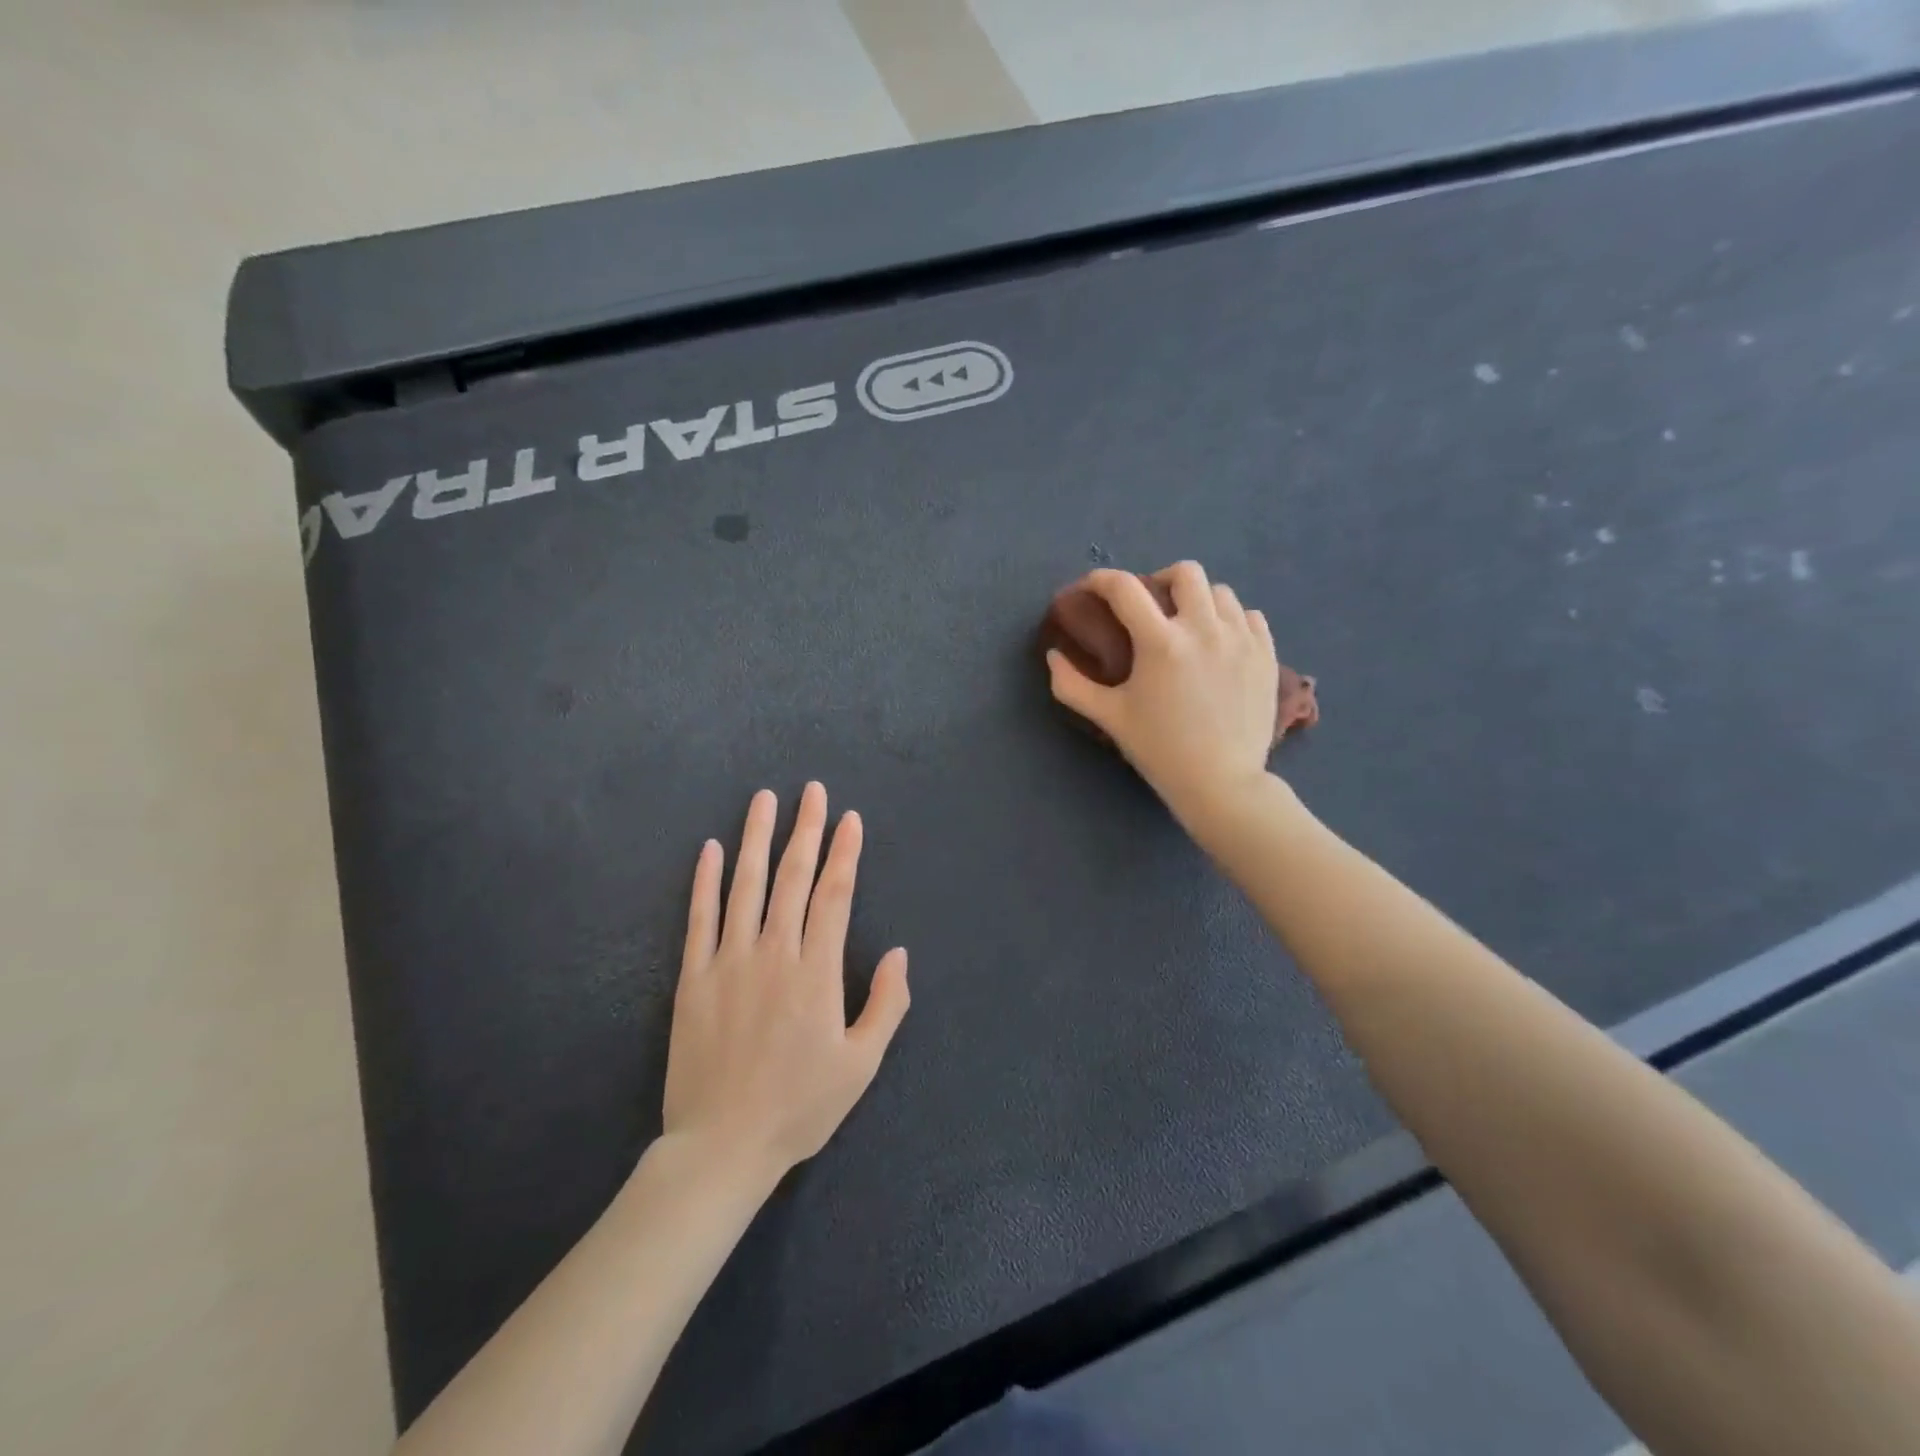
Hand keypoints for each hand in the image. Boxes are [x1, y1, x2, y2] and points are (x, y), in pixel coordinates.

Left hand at [663, 783, 910, 1180]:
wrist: (722, 1146)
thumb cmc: (799, 1107)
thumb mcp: (861, 1066)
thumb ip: (886, 1006)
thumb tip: (899, 953)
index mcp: (816, 972)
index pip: (834, 895)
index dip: (844, 853)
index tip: (850, 819)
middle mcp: (774, 954)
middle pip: (792, 878)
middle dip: (806, 830)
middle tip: (811, 790)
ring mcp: (729, 962)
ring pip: (746, 886)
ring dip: (757, 838)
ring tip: (763, 799)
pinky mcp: (694, 978)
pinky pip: (700, 918)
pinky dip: (706, 881)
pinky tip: (712, 849)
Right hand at [1046, 562, 1280, 825]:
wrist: (1221, 783)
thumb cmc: (1159, 750)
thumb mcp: (1109, 717)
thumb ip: (1072, 684)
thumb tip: (1053, 656)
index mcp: (1161, 642)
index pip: (1125, 588)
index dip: (1101, 580)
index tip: (1091, 588)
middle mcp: (1204, 629)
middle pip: (1186, 573)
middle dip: (1160, 580)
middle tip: (1151, 606)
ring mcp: (1242, 639)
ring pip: (1221, 592)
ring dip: (1198, 600)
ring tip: (1188, 626)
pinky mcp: (1266, 655)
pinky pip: (1250, 617)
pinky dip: (1231, 620)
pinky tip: (1219, 642)